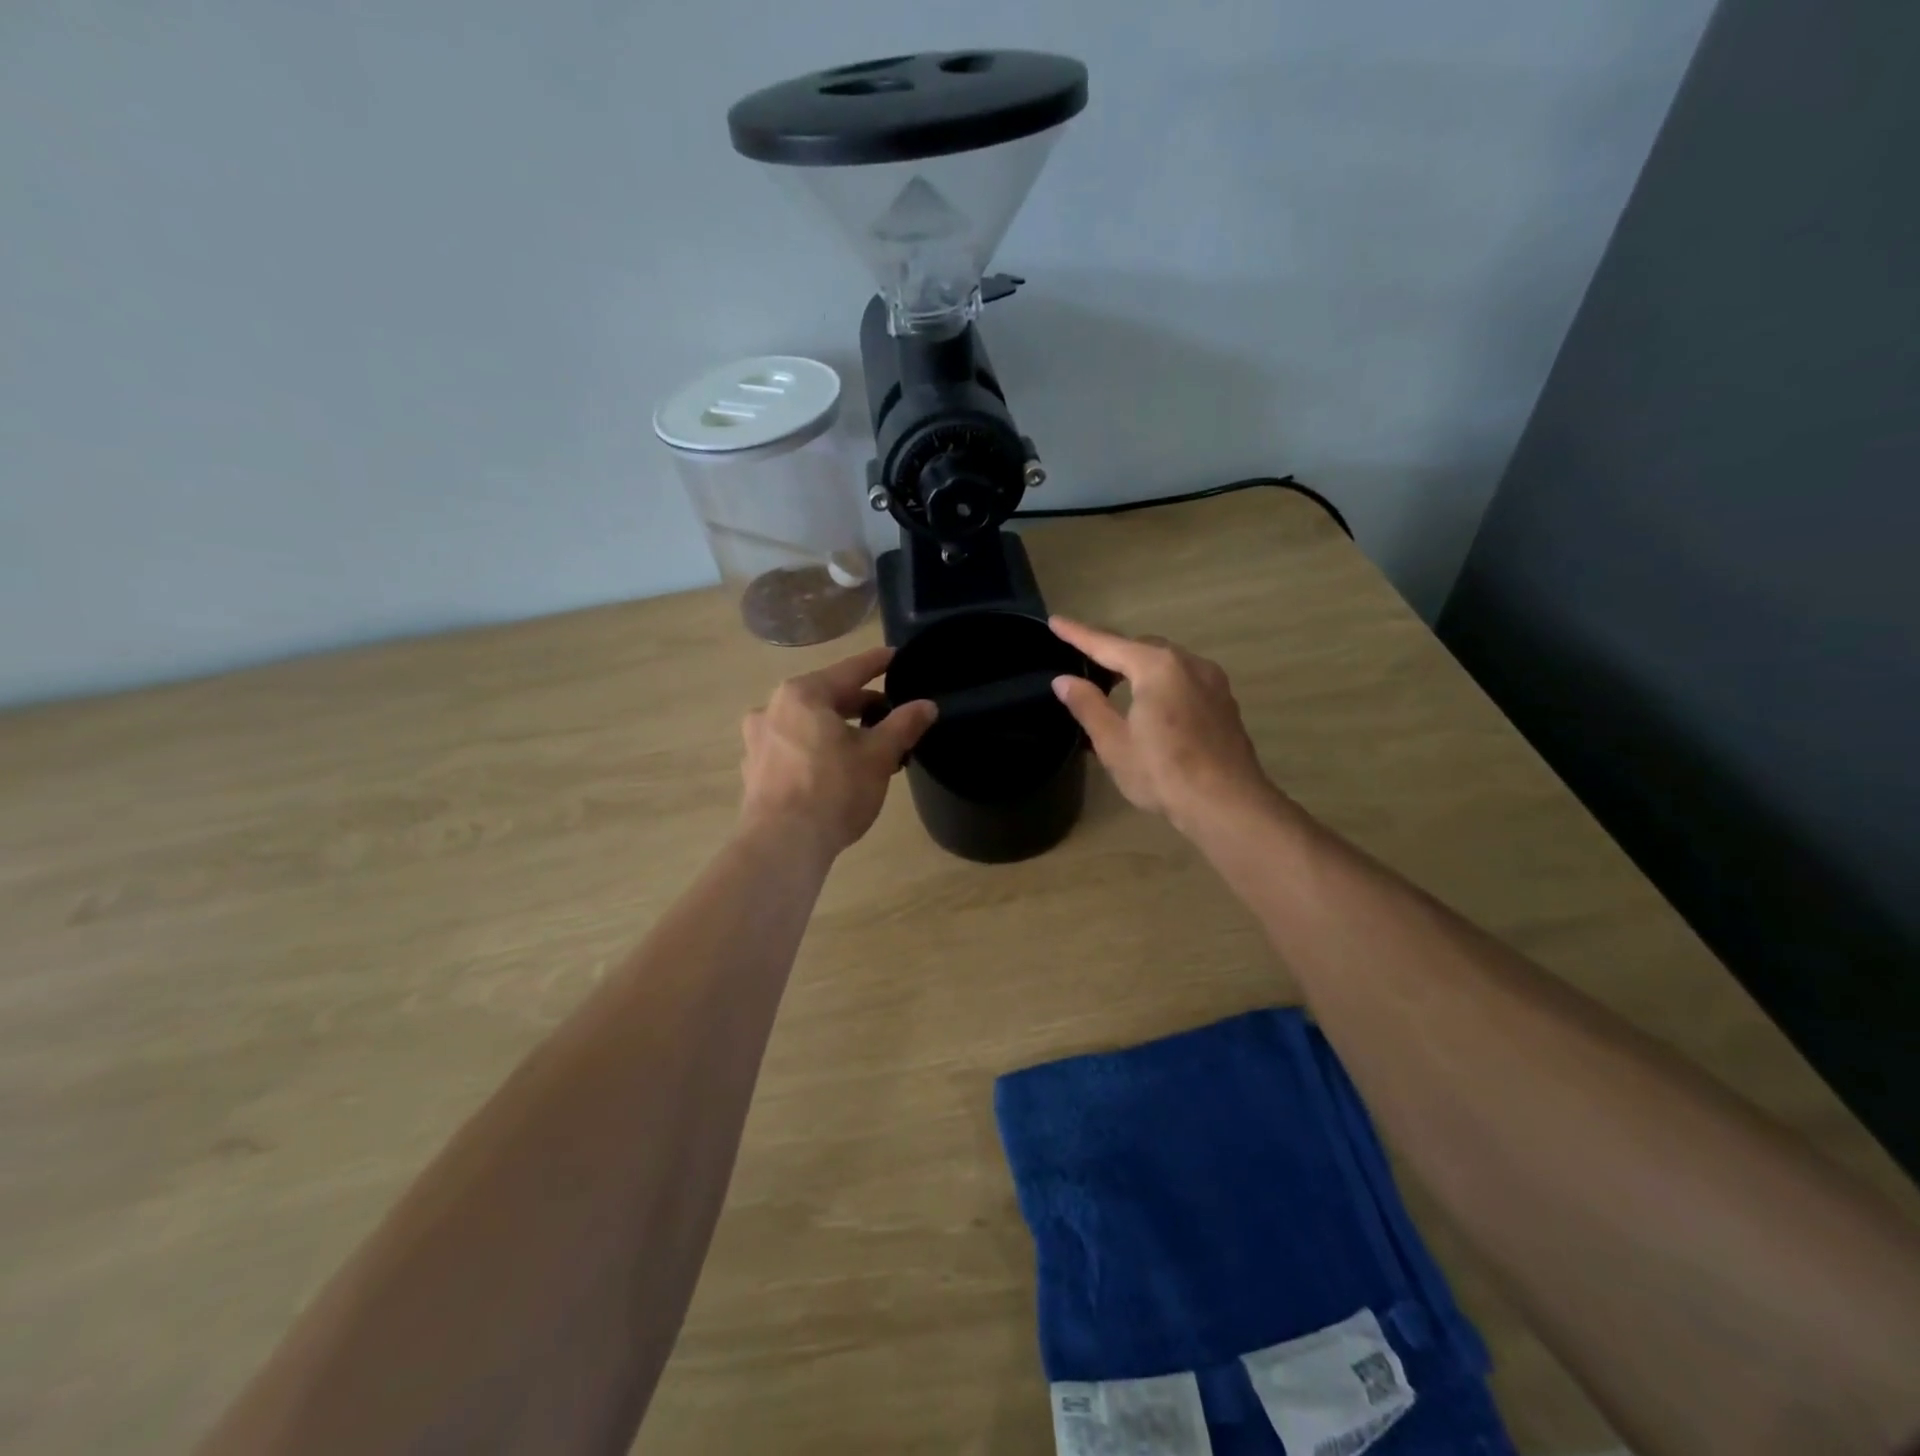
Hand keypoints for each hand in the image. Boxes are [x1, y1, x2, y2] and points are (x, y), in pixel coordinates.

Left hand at [738, 646, 936, 857]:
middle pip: (826, 697)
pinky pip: (793, 748)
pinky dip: (816, 750)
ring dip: (838, 729)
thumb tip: (927, 706)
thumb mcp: (878, 756)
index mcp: (803, 694)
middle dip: (860, 705)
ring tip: (867, 746)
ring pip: (808, 724)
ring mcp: (758, 741)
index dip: (877, 663)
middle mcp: (773, 708)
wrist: (783, 845)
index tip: (896, 656)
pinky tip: (834, 769)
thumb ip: (903, 725)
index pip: (850, 671)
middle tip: (890, 713)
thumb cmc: (834, 790)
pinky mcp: (754, 771)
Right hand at [1049, 617, 1273, 832]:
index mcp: (1157, 667)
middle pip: (1141, 649)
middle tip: (1086, 665)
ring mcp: (1212, 682)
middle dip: (1112, 652)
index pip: (1108, 644)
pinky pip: (1184, 680)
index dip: (1078, 634)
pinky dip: (1161, 683)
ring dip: (1139, 669)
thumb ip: (1088, 705)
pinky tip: (1152, 707)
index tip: (1056, 622)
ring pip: (1167, 663)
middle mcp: (1189, 663)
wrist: (1227, 804)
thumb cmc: (1163, 772)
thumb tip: (1064, 680)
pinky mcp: (1224, 703)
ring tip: (1116, 688)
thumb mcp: (1114, 742)